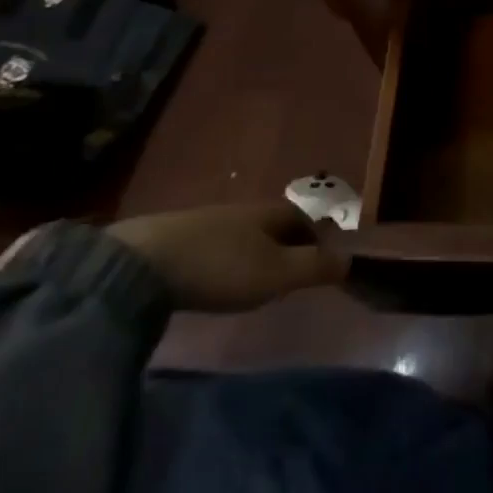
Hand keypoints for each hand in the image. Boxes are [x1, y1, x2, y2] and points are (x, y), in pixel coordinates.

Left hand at [107, 200, 347, 312]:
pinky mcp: (176, 238)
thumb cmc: (221, 267)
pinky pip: (216, 245)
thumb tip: (352, 260)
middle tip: (288, 277)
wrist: (141, 264)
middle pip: (274, 225)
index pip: (305, 220)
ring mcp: (207, 221)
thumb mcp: (277, 274)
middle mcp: (243, 210)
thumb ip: (316, 268)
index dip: (316, 240)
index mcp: (271, 213)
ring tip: (253, 282)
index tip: (319, 265)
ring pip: (244, 235)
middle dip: (286, 246)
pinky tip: (214, 280)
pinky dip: (225, 260)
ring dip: (254, 253)